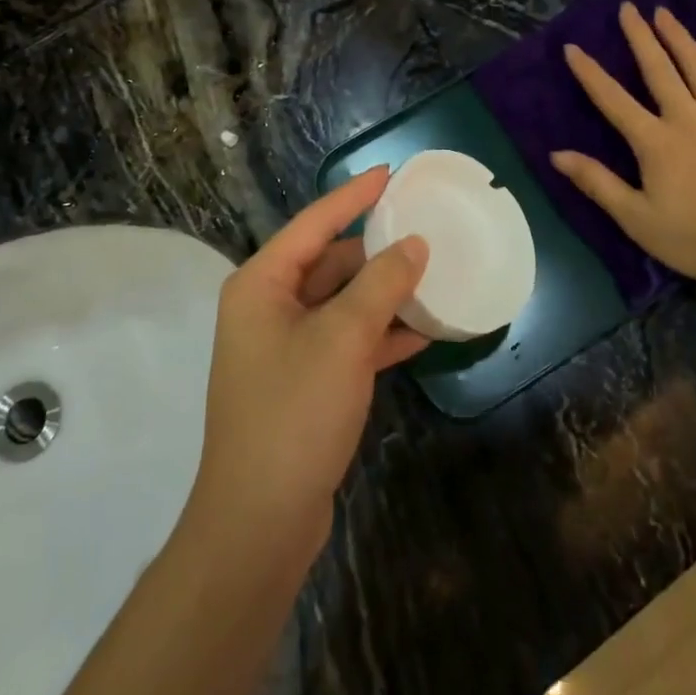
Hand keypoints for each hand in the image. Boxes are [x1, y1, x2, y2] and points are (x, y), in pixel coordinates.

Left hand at [190, 168, 429, 564]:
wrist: (259, 521)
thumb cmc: (294, 412)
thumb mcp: (343, 339)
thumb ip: (381, 285)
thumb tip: (414, 244)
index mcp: (262, 284)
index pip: (314, 223)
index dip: (354, 196)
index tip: (391, 172)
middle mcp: (269, 307)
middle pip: (329, 262)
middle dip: (377, 249)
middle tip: (426, 229)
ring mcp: (286, 347)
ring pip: (342, 303)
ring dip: (385, 294)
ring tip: (436, 275)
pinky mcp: (306, 382)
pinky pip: (348, 340)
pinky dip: (382, 334)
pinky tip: (425, 331)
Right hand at [553, 3, 695, 286]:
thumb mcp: (637, 219)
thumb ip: (597, 183)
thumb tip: (557, 154)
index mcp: (654, 141)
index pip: (613, 100)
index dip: (590, 73)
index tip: (573, 47)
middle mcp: (687, 118)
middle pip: (659, 69)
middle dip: (640, 37)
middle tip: (628, 8)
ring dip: (680, 37)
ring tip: (665, 13)